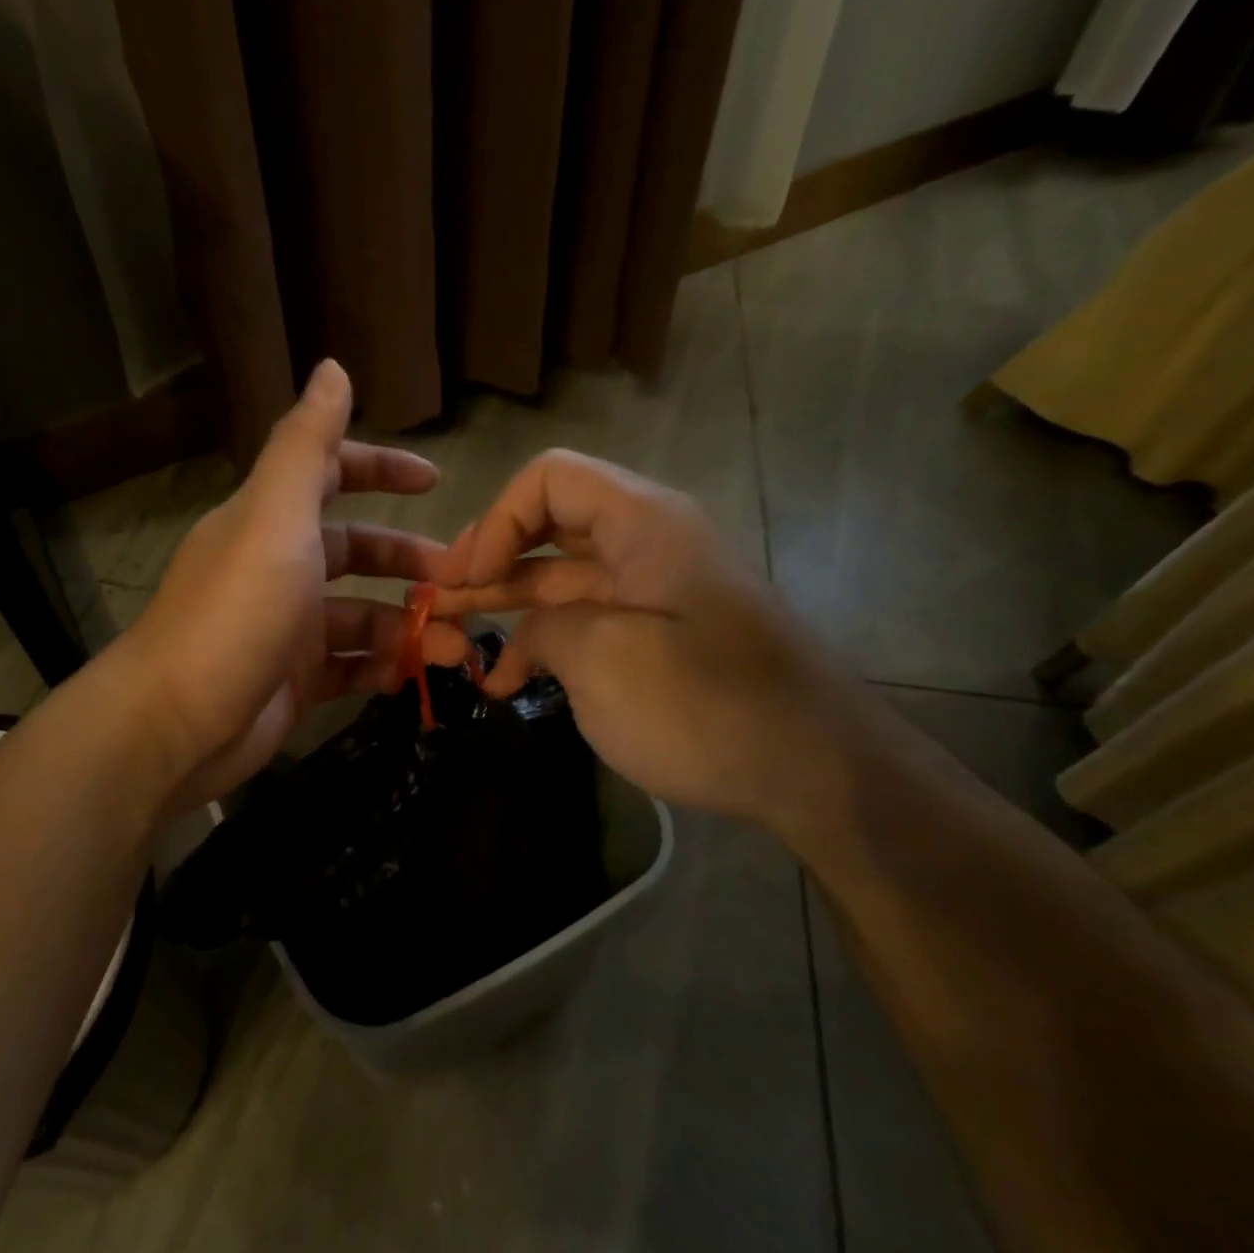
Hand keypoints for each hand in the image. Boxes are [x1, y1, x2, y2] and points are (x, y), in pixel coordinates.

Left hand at [118, 361, 471, 809]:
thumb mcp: (274, 519)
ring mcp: (287, 629)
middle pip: (356, 552)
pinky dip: (382, 667)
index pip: (329, 475)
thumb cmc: (235, 614)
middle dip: (409, 562)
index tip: (434, 480)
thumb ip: (305, 446)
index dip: (380, 469)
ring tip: (453, 646)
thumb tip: (333, 368)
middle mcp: (279, 568)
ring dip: (408, 625)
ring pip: (362, 616)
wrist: (178, 725)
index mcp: (271, 521)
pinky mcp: (294, 681)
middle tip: (463, 582)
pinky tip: (411, 676)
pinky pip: (351, 667)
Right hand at [433, 450, 863, 832]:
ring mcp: (648, 595)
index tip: (467, 581)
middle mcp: (644, 545)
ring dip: (504, 605)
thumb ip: (543, 629)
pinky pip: (582, 623)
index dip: (496, 521)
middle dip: (488, 561)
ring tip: (452, 638)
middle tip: (438, 603)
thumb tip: (522, 636)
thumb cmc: (706, 706)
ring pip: (558, 579)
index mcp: (641, 524)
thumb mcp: (604, 660)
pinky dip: (540, 643)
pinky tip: (505, 682)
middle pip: (547, 527)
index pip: (549, 480)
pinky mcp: (651, 640)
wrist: (815, 771)